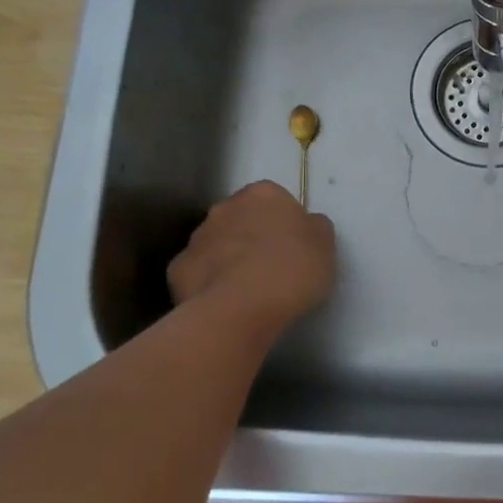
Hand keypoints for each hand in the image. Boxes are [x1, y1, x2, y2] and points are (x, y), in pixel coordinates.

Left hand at [168, 181, 336, 329]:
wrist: (241, 308)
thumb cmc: (292, 269)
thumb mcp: (325, 245)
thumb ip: (315, 227)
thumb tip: (307, 225)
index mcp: (263, 194)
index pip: (275, 200)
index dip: (285, 223)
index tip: (294, 247)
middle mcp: (225, 207)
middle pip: (242, 218)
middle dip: (252, 236)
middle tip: (272, 267)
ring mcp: (197, 237)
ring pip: (217, 244)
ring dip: (229, 258)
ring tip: (248, 290)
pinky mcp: (177, 269)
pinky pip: (198, 272)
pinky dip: (208, 283)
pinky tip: (224, 302)